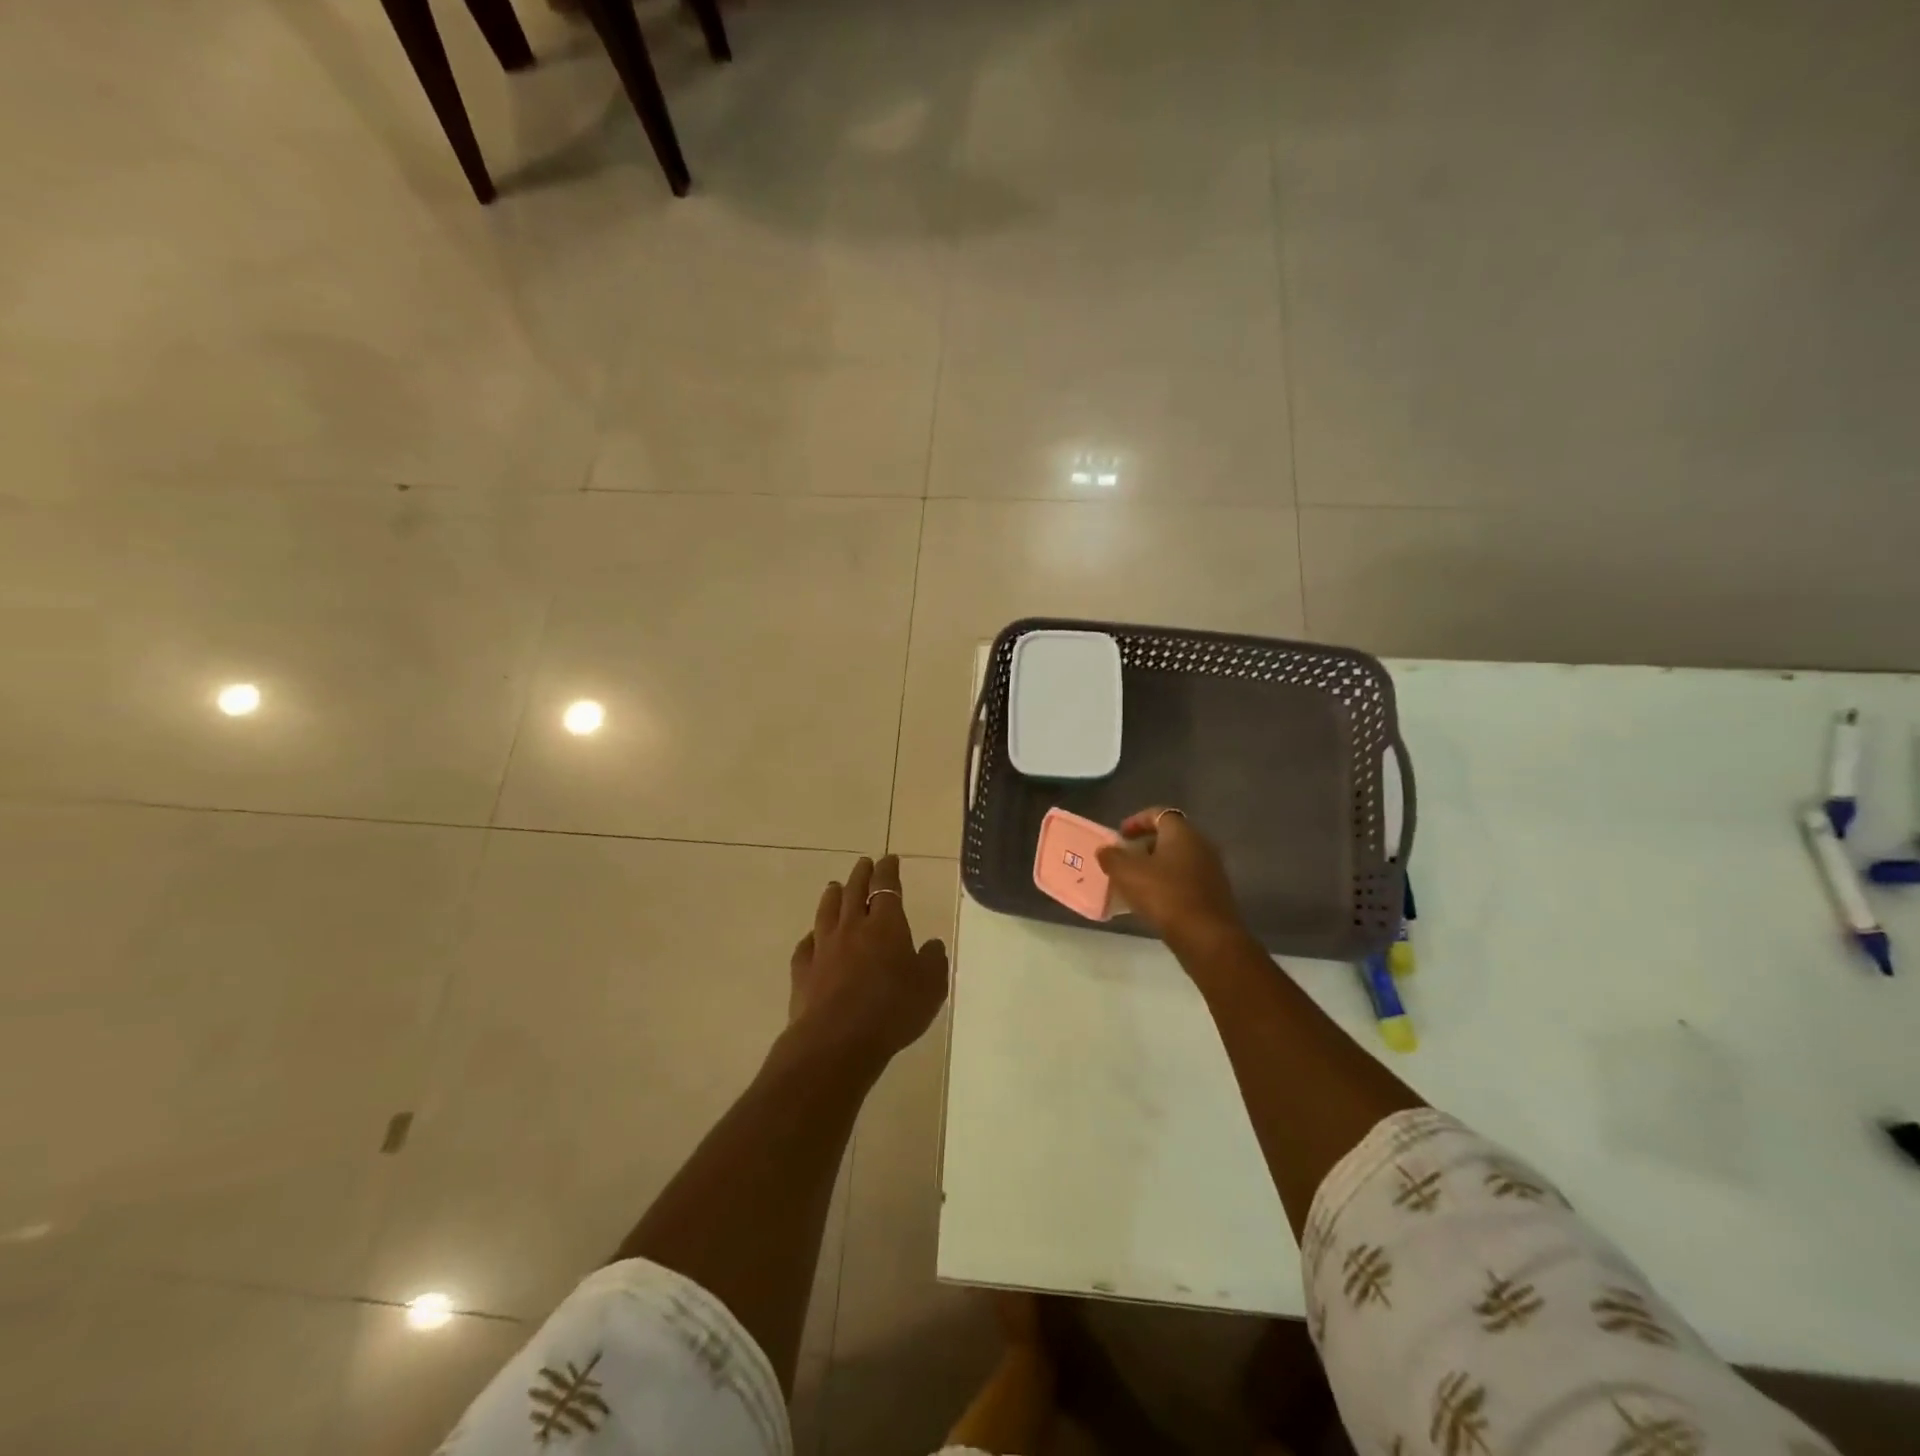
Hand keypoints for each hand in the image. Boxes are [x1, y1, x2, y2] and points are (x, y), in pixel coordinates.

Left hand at [789, 855, 948, 1066]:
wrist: (837, 1040)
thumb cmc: (892, 1010)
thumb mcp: (930, 987)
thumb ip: (933, 961)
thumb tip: (931, 945)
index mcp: (886, 925)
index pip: (886, 887)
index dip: (888, 871)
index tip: (889, 859)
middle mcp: (852, 927)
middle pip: (853, 892)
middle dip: (860, 875)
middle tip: (863, 864)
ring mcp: (824, 948)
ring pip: (827, 911)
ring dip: (832, 896)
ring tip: (834, 886)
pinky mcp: (803, 971)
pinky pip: (806, 945)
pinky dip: (811, 936)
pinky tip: (812, 937)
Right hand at [1096, 808, 1245, 946]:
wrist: (1207, 938)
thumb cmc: (1165, 896)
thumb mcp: (1127, 874)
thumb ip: (1112, 857)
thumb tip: (1106, 850)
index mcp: (1182, 833)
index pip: (1159, 813)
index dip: (1137, 820)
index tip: (1120, 835)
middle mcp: (1201, 845)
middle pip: (1170, 837)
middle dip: (1145, 845)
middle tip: (1125, 859)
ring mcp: (1211, 870)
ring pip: (1178, 860)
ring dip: (1156, 867)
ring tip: (1135, 883)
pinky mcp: (1214, 894)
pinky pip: (1186, 880)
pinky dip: (1169, 884)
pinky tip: (1154, 902)